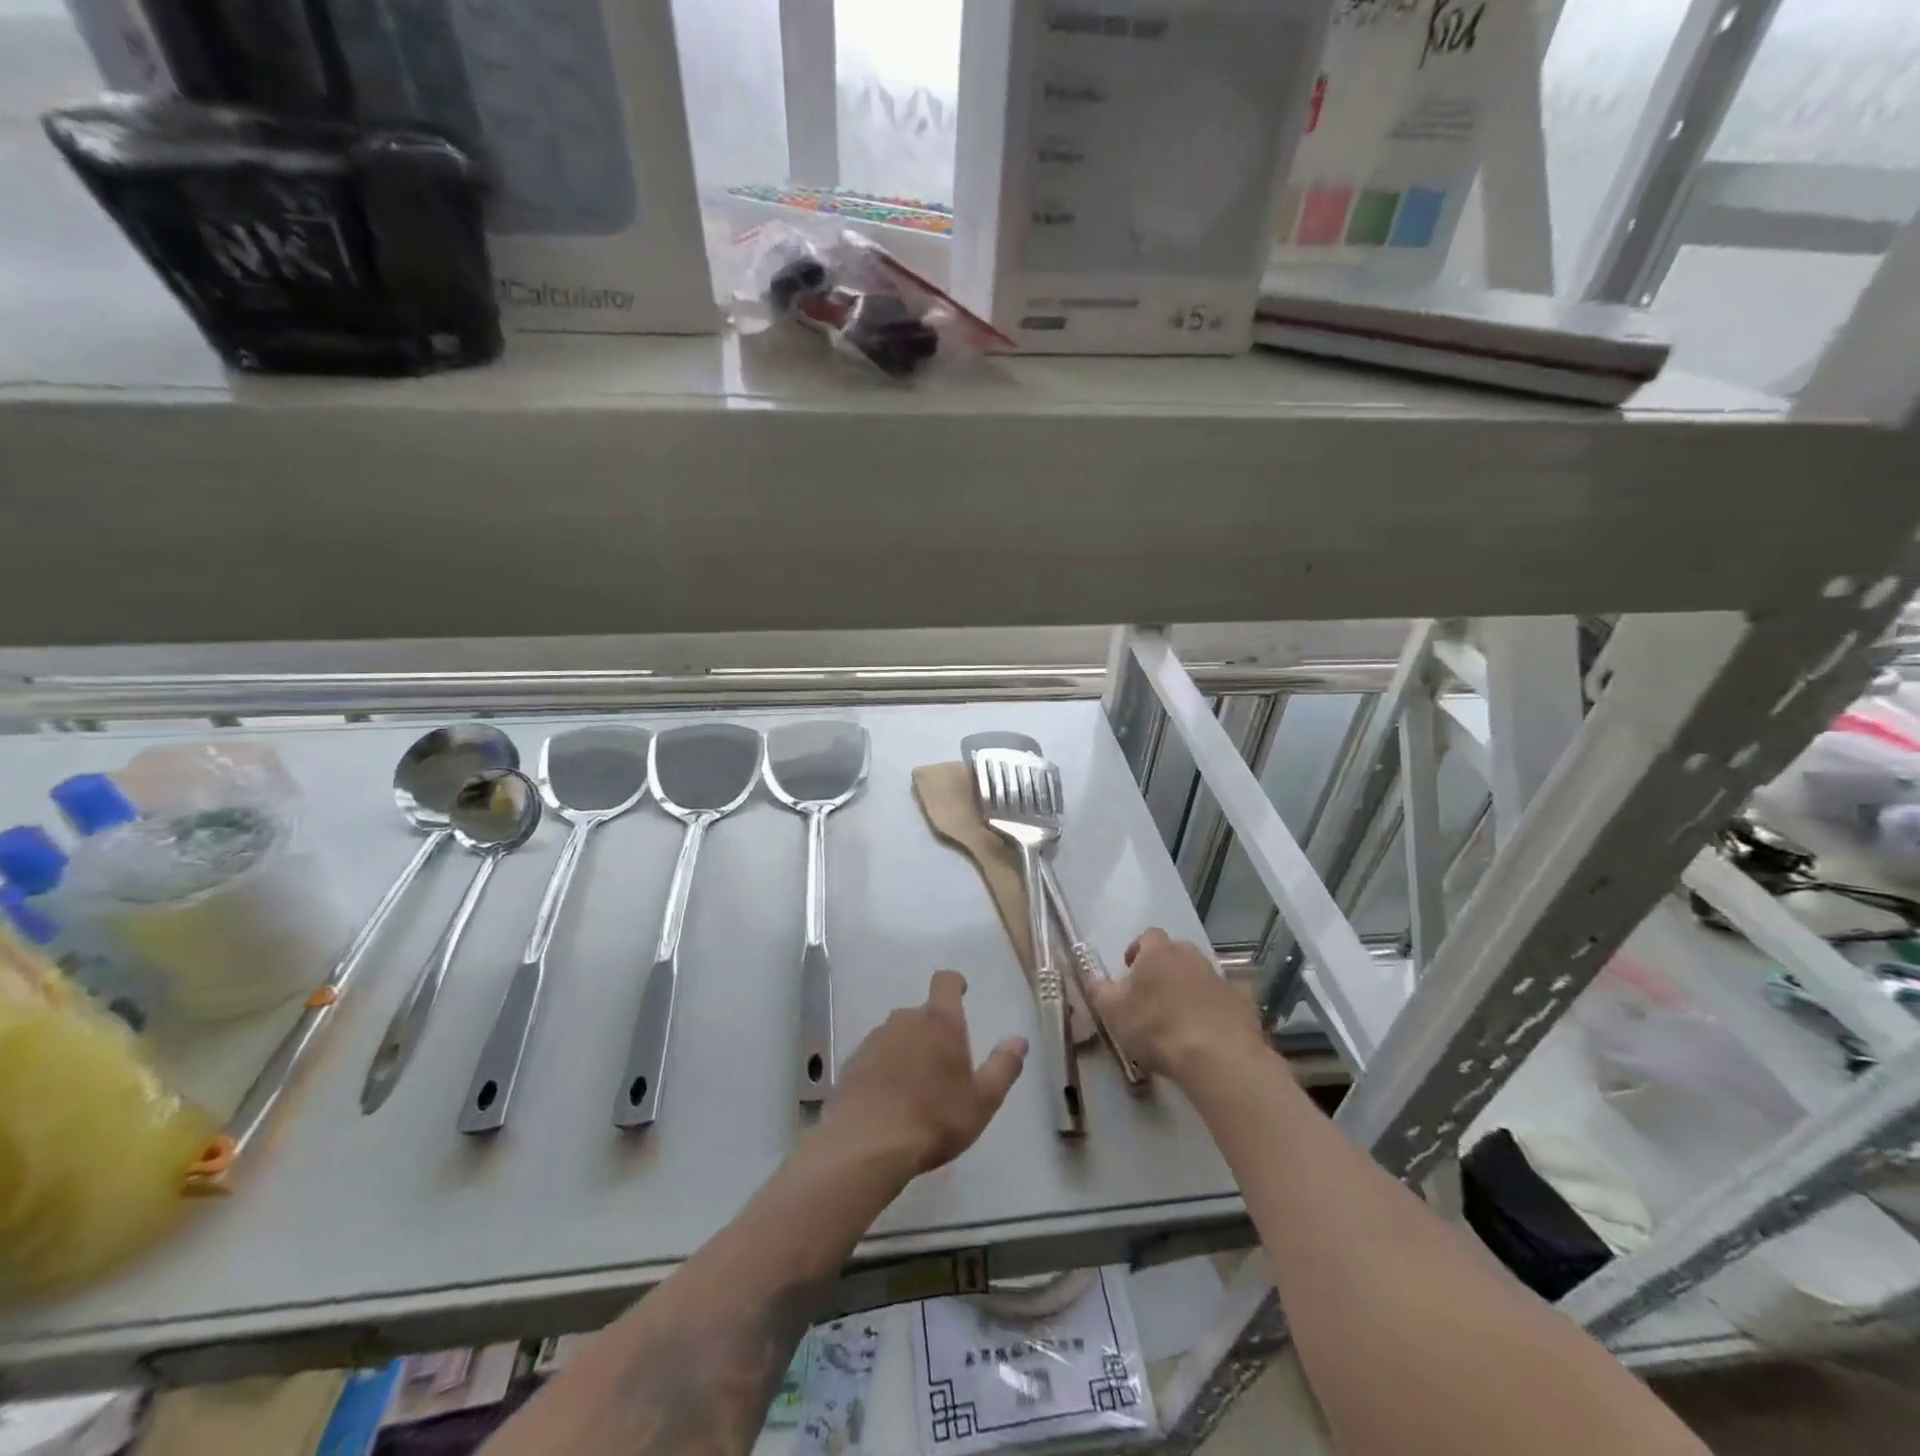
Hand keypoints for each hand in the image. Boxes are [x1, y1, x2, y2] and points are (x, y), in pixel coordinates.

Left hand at [825, 971, 1026, 1175]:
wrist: (866, 1145)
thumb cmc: (934, 1119)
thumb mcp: (982, 1101)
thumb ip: (1003, 1067)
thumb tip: (1019, 1040)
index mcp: (940, 1022)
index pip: (945, 983)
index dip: (954, 984)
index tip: (961, 992)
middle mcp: (905, 1020)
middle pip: (922, 1014)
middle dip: (933, 1031)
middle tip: (943, 1066)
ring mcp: (875, 1039)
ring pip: (898, 1035)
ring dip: (908, 1050)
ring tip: (915, 1088)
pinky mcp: (853, 1062)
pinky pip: (876, 1056)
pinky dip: (884, 1069)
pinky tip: (889, 1100)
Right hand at [1087, 928, 1267, 1084]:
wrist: (1219, 1057)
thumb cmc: (1158, 1029)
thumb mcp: (1114, 1013)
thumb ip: (1100, 992)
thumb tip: (1096, 981)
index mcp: (1159, 953)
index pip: (1147, 936)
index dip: (1137, 951)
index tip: (1130, 972)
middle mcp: (1191, 957)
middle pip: (1175, 953)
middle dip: (1164, 968)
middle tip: (1152, 995)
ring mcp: (1220, 979)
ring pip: (1199, 975)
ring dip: (1188, 989)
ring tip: (1178, 1018)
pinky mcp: (1242, 1003)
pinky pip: (1221, 1000)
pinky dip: (1212, 1010)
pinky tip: (1206, 1034)